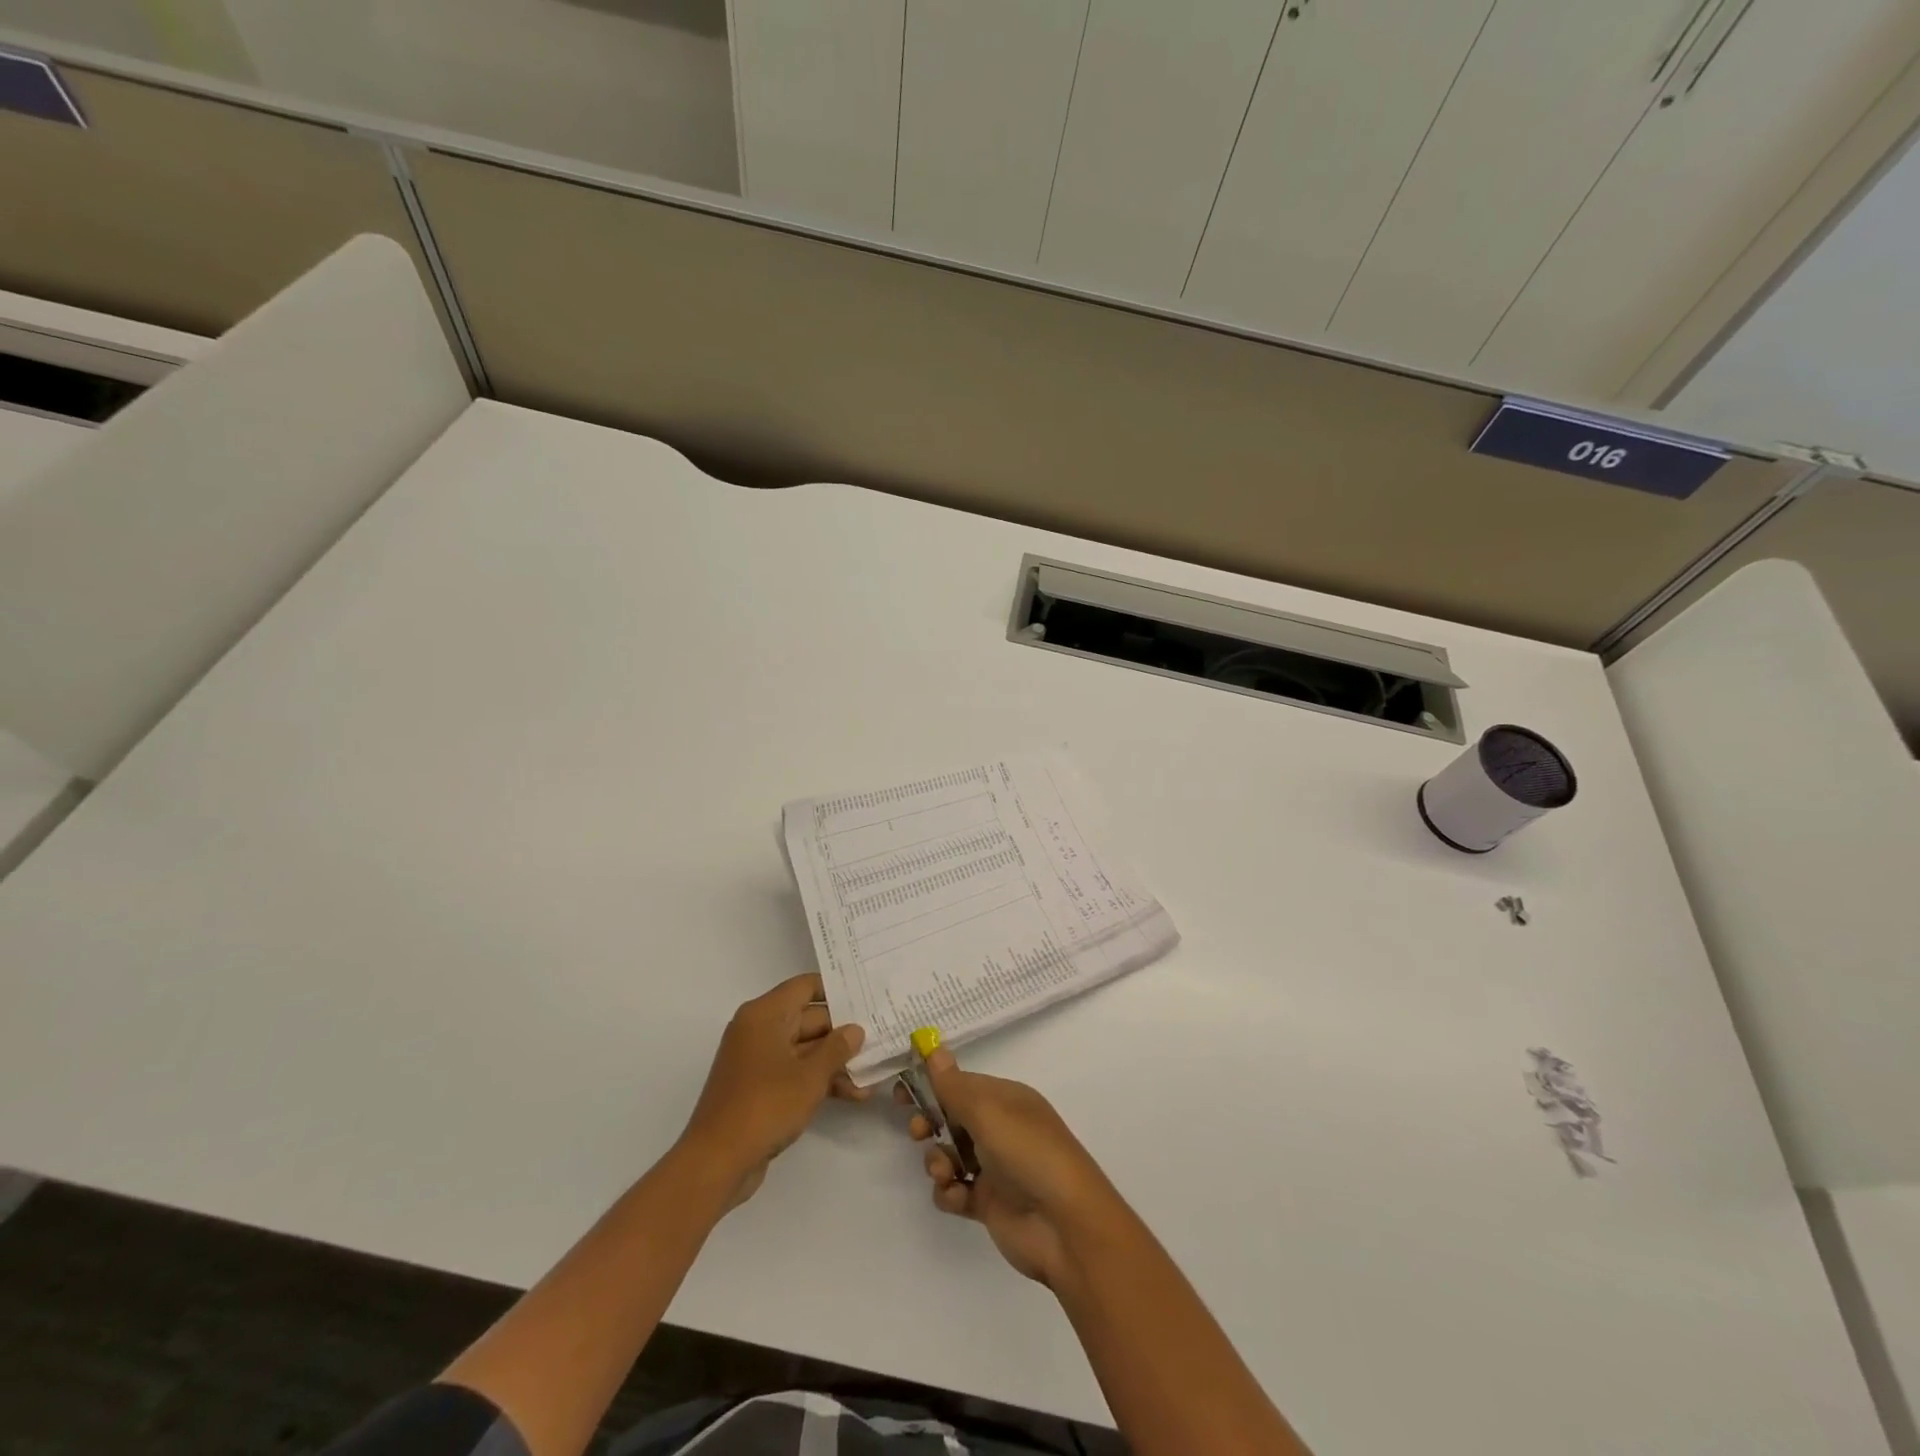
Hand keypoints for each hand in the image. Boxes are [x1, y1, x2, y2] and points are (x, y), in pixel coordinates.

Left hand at [681, 973, 866, 1209]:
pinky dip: (819, 1080)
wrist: (716, 1163)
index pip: (805, 986)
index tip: (866, 997)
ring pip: (804, 1049)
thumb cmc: (764, 1106)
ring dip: (835, 1062)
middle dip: (842, 1033)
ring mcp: (757, 1060)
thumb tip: (855, 1030)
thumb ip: (837, 1048)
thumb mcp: (810, 1077)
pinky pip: (794, 1072)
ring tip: (870, 1075)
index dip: (836, 990)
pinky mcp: (759, 1087)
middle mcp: (759, 1030)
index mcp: (765, 1015)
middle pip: (808, 1019)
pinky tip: (852, 1094)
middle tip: (878, 1039)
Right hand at [902, 1048, 1123, 1287]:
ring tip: (947, 1172)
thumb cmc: (1028, 1153)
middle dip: (929, 1122)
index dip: (931, 1085)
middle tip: (918, 1131)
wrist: (1064, 1225)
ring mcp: (994, 1167)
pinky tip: (958, 1196)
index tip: (901, 1091)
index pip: (960, 1083)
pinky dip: (950, 1193)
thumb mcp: (988, 1111)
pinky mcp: (988, 1203)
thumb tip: (933, 1048)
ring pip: (948, 1154)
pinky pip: (954, 1191)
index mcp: (1005, 1099)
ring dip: (938, 1161)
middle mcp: (999, 1128)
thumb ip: (953, 1085)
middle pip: (951, 1117)